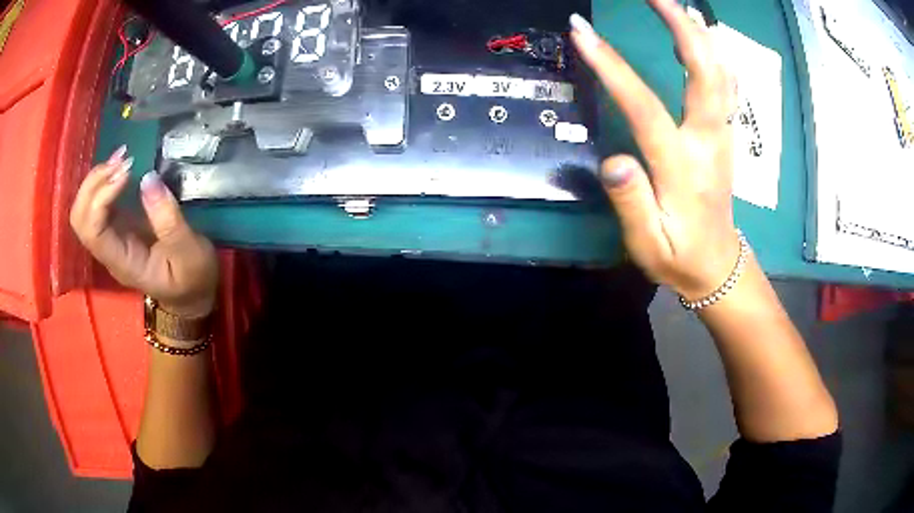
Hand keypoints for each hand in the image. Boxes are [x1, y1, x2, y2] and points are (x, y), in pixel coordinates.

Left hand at [70, 147, 218, 316]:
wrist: (191, 295)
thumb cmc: (192, 279)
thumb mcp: (188, 252)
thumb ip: (168, 219)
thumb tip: (148, 178)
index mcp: (122, 262)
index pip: (93, 230)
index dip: (101, 197)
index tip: (128, 172)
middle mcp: (109, 250)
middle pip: (81, 217)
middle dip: (94, 183)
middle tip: (122, 160)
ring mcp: (111, 236)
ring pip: (85, 207)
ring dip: (98, 178)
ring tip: (123, 156)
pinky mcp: (118, 225)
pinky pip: (98, 201)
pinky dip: (105, 179)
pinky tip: (123, 164)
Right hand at [570, 0, 739, 299]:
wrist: (718, 265)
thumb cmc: (679, 257)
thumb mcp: (648, 245)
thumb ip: (632, 204)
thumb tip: (614, 161)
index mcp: (683, 167)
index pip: (645, 107)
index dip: (612, 67)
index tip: (581, 32)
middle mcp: (708, 139)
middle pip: (702, 71)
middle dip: (678, 25)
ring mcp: (722, 132)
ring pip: (719, 70)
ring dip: (697, 31)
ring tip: (670, 4)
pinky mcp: (725, 131)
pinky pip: (724, 81)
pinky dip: (712, 50)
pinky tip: (697, 33)